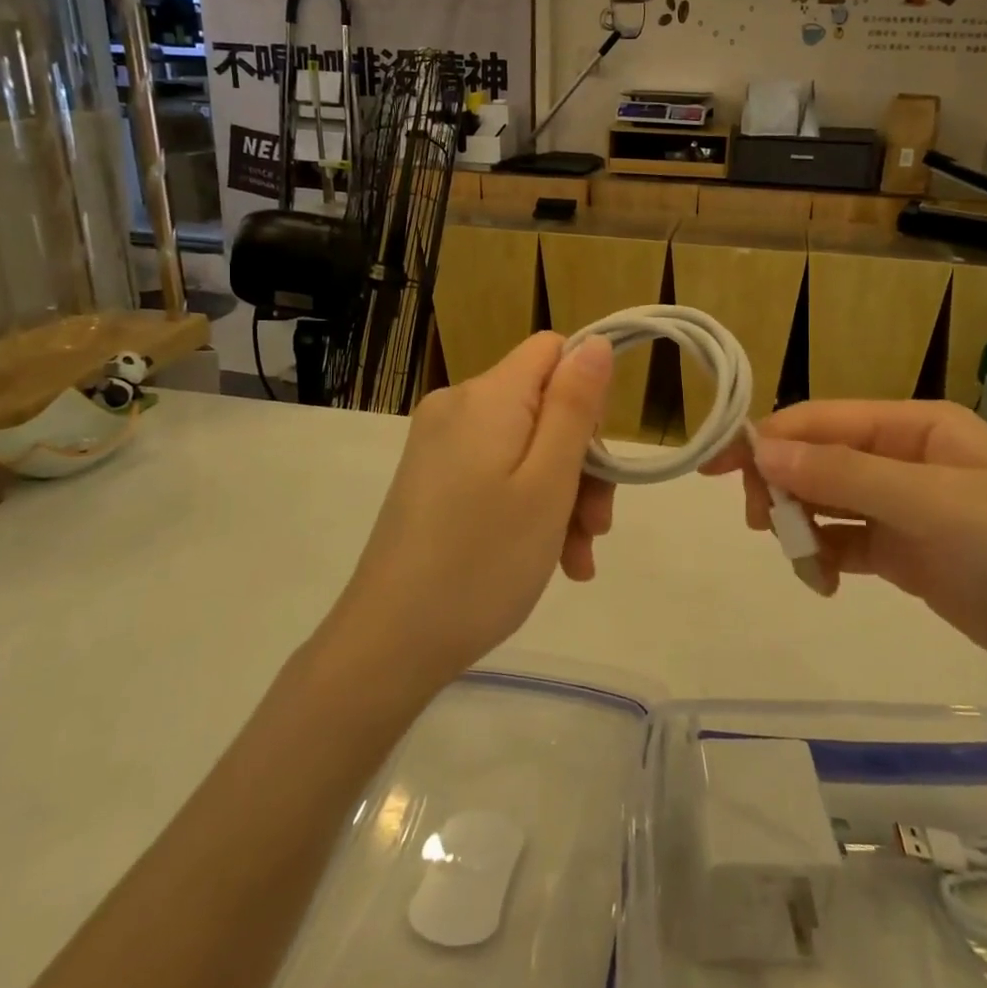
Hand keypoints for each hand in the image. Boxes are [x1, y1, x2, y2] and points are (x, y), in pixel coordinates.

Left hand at [333, 333, 615, 686]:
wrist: (388, 644)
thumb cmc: (482, 562)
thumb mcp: (547, 483)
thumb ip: (574, 406)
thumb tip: (596, 343)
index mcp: (487, 396)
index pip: (553, 351)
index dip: (587, 393)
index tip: (598, 457)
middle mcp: (457, 406)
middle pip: (543, 404)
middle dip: (580, 461)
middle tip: (597, 528)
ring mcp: (439, 444)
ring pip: (525, 445)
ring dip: (561, 494)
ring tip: (577, 559)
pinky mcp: (431, 478)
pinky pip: (496, 472)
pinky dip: (527, 505)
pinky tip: (552, 559)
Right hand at [706, 400, 986, 703]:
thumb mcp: (933, 505)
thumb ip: (844, 475)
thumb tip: (762, 448)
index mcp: (917, 425)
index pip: (824, 420)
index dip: (769, 438)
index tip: (718, 469)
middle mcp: (908, 458)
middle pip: (820, 458)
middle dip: (784, 486)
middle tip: (764, 527)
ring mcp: (910, 509)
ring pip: (829, 502)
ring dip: (802, 525)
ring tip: (799, 562)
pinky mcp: (911, 555)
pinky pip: (848, 543)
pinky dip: (825, 556)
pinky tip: (821, 581)